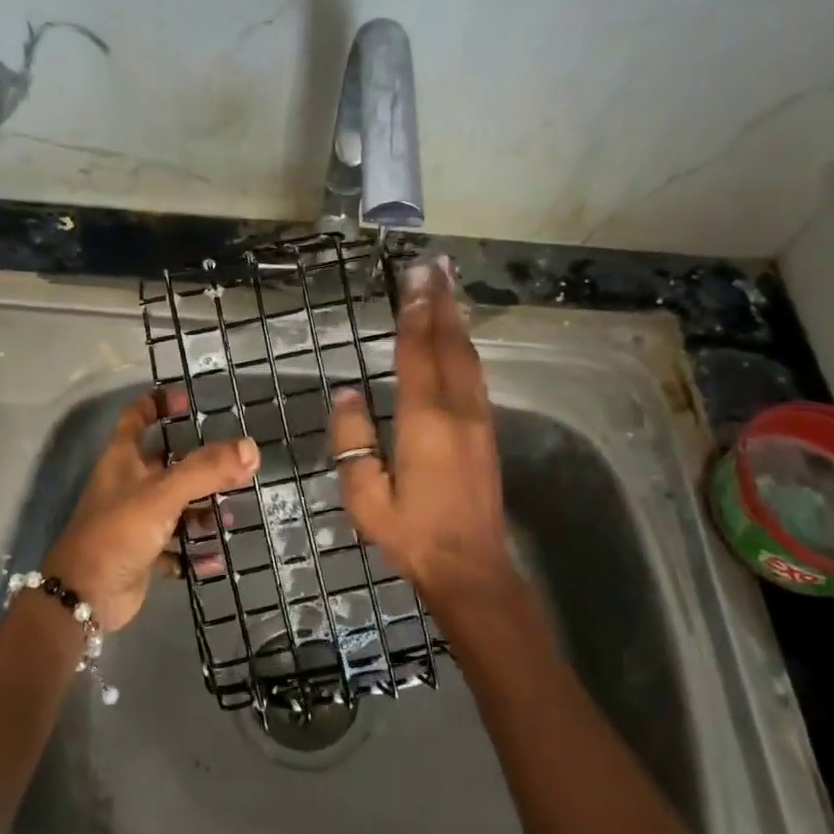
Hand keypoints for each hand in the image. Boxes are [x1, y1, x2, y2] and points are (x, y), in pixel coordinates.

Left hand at [43, 389, 258, 632]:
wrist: (85, 596)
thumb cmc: (119, 531)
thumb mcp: (164, 493)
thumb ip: (207, 470)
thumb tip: (251, 448)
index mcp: (123, 459)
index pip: (136, 417)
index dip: (158, 403)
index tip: (186, 398)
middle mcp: (128, 485)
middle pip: (167, 464)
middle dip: (200, 466)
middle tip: (234, 467)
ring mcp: (135, 521)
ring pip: (176, 507)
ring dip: (202, 512)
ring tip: (230, 517)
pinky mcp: (142, 554)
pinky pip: (176, 548)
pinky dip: (194, 552)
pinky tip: (215, 559)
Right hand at [329, 256, 513, 606]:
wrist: (471, 567)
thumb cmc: (411, 533)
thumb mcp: (364, 496)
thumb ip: (352, 441)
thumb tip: (346, 393)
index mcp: (425, 422)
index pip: (417, 354)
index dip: (414, 314)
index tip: (413, 279)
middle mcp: (457, 410)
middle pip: (449, 345)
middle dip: (441, 303)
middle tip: (435, 266)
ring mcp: (478, 419)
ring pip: (469, 357)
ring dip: (457, 319)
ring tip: (449, 287)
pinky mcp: (487, 431)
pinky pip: (476, 375)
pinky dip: (467, 346)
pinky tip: (462, 337)